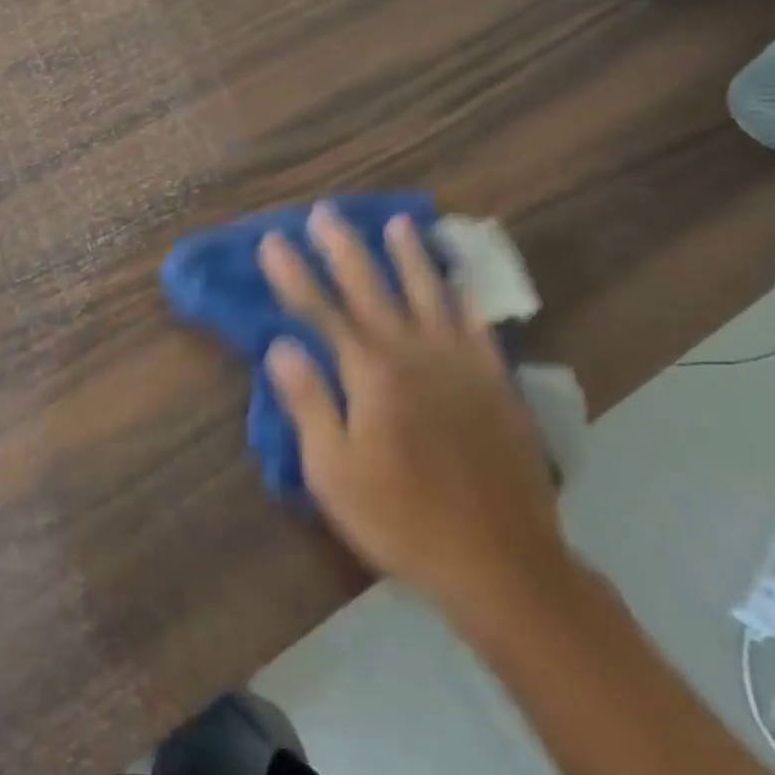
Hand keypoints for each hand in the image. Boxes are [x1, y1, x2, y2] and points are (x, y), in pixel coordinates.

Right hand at [257, 205, 570, 620]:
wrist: (502, 562)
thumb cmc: (401, 518)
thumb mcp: (332, 471)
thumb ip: (308, 402)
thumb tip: (281, 346)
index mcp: (371, 374)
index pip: (321, 311)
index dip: (293, 274)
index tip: (272, 240)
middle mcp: (415, 354)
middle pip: (372, 288)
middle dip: (344, 248)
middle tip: (325, 212)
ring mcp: (461, 364)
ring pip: (429, 294)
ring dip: (409, 256)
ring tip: (397, 223)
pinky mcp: (496, 382)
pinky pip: (477, 324)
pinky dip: (464, 295)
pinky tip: (457, 279)